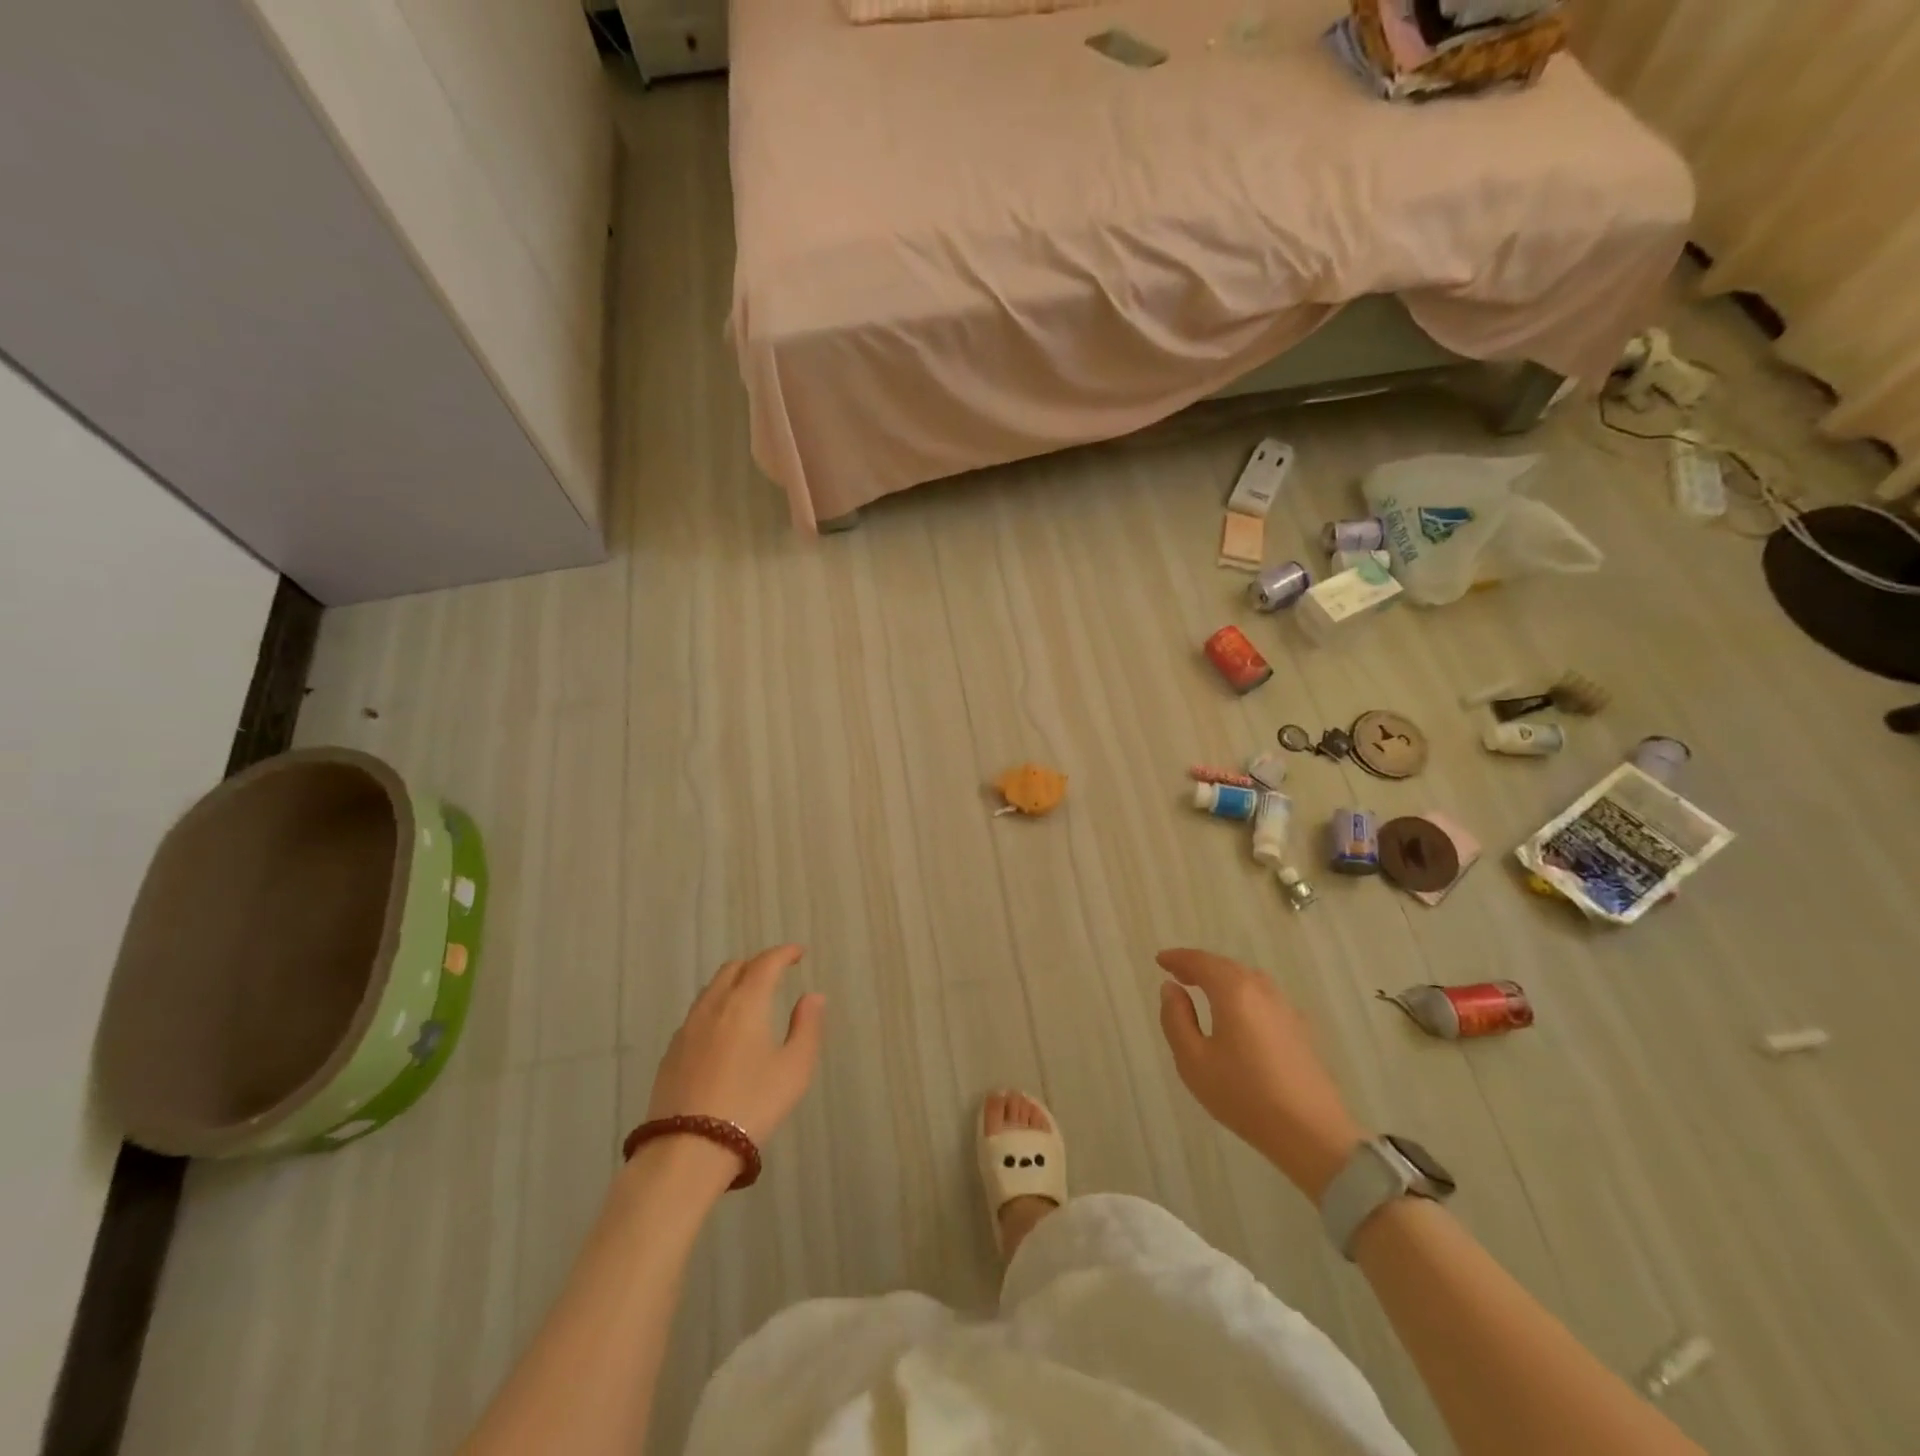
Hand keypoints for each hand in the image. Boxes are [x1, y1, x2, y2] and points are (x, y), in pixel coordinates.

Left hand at [646, 945, 825, 1153]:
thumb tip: (812, 996)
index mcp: (746, 1003)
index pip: (765, 963)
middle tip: (776, 974)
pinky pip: (697, 1015)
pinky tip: (723, 1032)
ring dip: (733, 984)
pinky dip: (716, 1008)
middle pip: (733, 969)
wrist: (687, 1150)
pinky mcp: (671, 1053)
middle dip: (757, 964)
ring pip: (711, 990)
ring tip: (750, 999)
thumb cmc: (752, 1105)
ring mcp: (687, 1029)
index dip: (784, 953)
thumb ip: (807, 1027)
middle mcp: (713, 1006)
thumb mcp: (794, 1068)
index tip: (798, 953)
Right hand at [1156, 948, 1365, 1200]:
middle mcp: (1262, 991)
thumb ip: (1176, 1019)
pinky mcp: (1301, 1029)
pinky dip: (1244, 994)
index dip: (1178, 958)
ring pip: (1249, 980)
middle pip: (1226, 967)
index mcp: (1234, 992)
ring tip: (1204, 989)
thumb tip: (1171, 988)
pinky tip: (1239, 1014)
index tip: (1160, 960)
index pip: (1201, 962)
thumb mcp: (1193, 1061)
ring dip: (1223, 978)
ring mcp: (1286, 1009)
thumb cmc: (1244, 1096)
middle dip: (1200, 966)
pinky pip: (1264, 997)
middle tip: (1177, 973)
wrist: (1312, 1134)